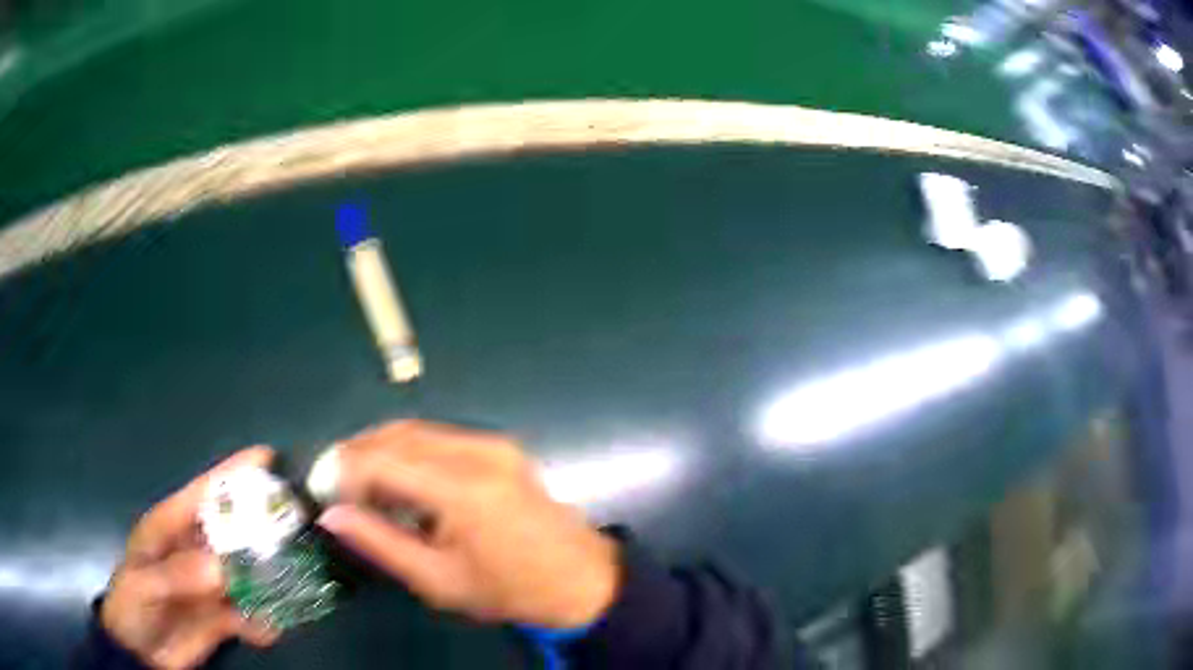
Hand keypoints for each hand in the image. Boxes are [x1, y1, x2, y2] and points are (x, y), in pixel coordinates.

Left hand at [101, 448, 280, 668]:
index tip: (269, 458)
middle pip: (235, 532)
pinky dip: (264, 622)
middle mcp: (197, 551)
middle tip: (299, 535)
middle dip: (264, 531)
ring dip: (270, 583)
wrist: (139, 653)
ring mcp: (212, 585)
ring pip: (250, 574)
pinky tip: (266, 630)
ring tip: (291, 592)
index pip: (204, 493)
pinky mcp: (224, 617)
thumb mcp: (144, 585)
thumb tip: (222, 569)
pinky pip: (252, 614)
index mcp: (172, 528)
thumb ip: (179, 575)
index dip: (233, 473)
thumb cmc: (130, 605)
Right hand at [317, 420, 619, 628]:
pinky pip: (438, 439)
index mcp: (463, 489)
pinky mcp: (499, 447)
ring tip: (362, 489)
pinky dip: (408, 453)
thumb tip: (332, 516)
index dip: (345, 473)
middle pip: (397, 436)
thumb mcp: (439, 580)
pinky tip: (400, 483)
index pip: (383, 461)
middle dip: (357, 456)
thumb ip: (381, 543)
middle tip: (337, 489)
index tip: (326, 497)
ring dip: (380, 452)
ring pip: (415, 432)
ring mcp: (492, 444)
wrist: (582, 579)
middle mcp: (477, 452)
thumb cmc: (510, 590)